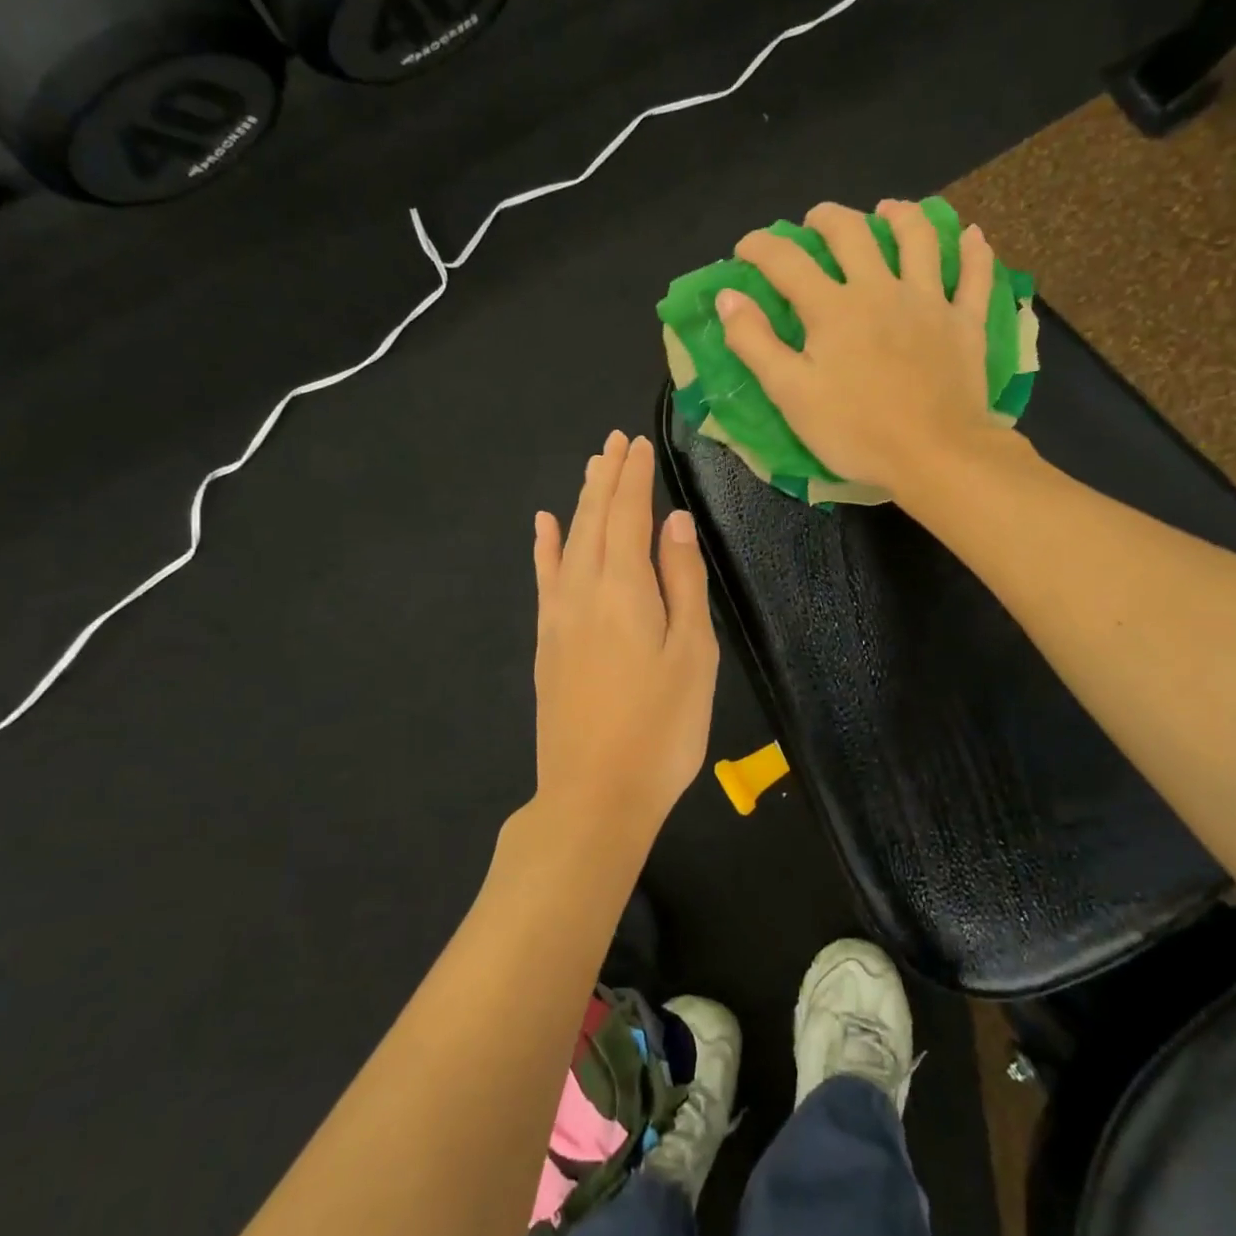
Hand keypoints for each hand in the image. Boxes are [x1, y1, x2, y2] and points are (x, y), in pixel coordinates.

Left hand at [532, 431, 718, 837]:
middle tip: (614, 441)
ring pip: (569, 541)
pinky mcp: (546, 642)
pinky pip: (544, 578)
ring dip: (581, 501)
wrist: (594, 795)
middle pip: (594, 519)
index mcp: (625, 588)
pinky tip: (543, 525)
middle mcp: (584, 590)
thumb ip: (682, 582)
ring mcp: (558, 616)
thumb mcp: (691, 654)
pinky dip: (545, 546)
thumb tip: (674, 522)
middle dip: (607, 477)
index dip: (634, 477)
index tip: (638, 443)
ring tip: (591, 467)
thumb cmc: (660, 728)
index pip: (628, 515)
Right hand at [715, 200, 1007, 497]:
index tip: (745, 248)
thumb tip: (727, 296)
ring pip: (918, 239)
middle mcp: (880, 289)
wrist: (935, 454)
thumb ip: (755, 343)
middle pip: (852, 234)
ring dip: (901, 216)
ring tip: (888, 209)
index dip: (761, 247)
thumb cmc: (855, 431)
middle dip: (827, 219)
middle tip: (815, 220)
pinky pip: (975, 276)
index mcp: (833, 309)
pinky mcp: (965, 323)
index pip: (787, 262)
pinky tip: (971, 236)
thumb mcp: (790, 394)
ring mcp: (929, 302)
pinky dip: (974, 252)